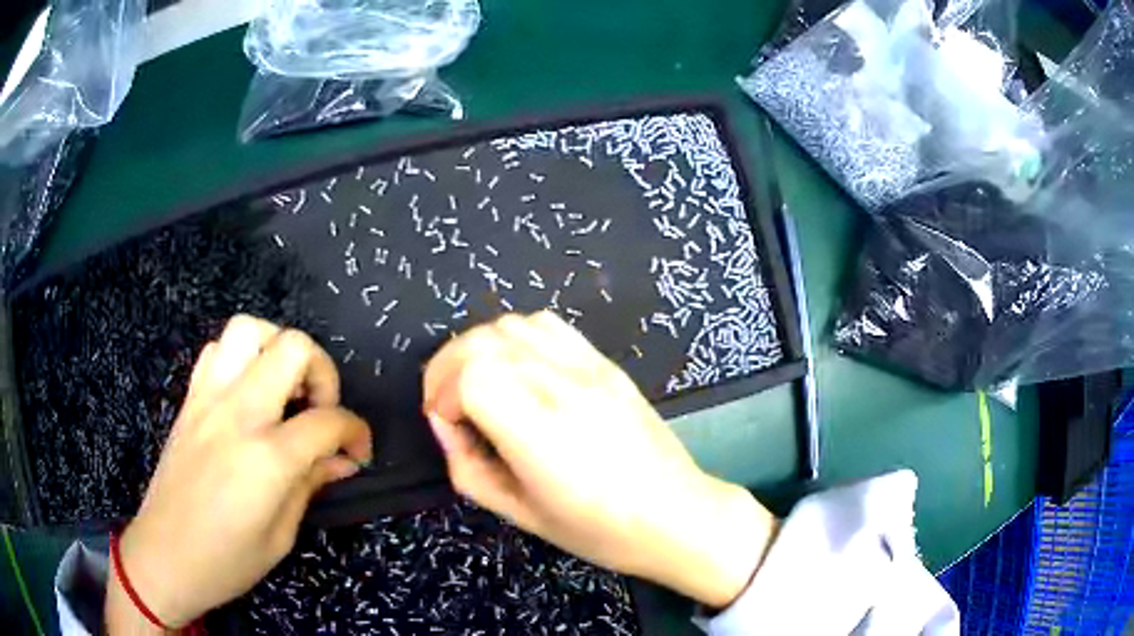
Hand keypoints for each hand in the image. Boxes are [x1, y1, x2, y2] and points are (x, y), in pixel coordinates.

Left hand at [106, 316, 372, 631]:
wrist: (164, 556)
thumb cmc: (227, 561)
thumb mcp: (281, 536)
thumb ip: (310, 485)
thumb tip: (341, 460)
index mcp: (267, 457)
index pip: (328, 420)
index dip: (356, 432)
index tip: (358, 452)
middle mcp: (238, 412)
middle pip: (293, 348)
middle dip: (323, 372)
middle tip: (320, 410)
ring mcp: (208, 399)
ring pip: (249, 330)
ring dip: (277, 350)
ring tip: (284, 390)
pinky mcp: (189, 399)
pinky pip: (217, 351)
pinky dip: (241, 358)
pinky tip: (247, 394)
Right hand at [423, 312, 777, 607]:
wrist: (674, 513)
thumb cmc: (598, 529)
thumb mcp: (520, 514)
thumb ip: (468, 468)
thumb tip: (445, 425)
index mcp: (541, 432)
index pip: (472, 376)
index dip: (444, 397)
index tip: (450, 428)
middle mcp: (562, 387)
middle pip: (481, 342)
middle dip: (446, 369)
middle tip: (447, 405)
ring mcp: (588, 368)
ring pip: (510, 326)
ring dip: (477, 349)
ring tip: (476, 384)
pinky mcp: (604, 362)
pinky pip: (547, 326)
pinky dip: (516, 338)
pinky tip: (517, 368)